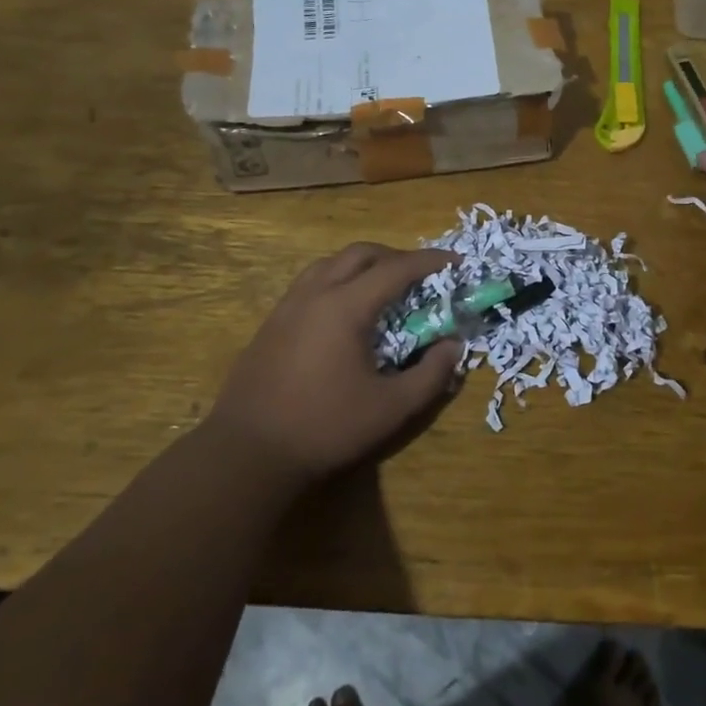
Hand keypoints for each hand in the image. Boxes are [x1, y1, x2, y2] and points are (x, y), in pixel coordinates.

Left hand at [205, 243, 462, 484]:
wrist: (248, 452)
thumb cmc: (325, 427)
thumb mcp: (391, 408)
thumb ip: (431, 375)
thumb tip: (454, 346)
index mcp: (345, 306)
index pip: (396, 268)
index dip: (431, 261)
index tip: (457, 262)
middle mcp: (315, 293)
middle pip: (361, 253)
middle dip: (397, 256)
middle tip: (422, 276)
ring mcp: (288, 305)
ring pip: (331, 263)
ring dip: (364, 265)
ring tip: (384, 287)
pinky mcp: (271, 323)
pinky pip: (312, 282)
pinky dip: (339, 280)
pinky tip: (346, 312)